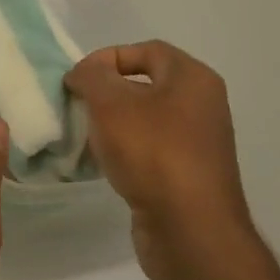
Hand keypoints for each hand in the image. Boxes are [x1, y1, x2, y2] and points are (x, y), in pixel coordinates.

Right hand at [65, 41, 257, 279]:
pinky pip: (150, 148)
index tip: (77, 80)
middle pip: (145, 83)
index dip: (107, 58)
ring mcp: (198, 142)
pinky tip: (105, 164)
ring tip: (86, 136)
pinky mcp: (188, 174)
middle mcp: (202, 105)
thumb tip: (84, 73)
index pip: (146, 49)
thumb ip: (91, 76)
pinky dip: (125, 150)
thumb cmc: (152, 153)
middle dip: (107, 92)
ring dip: (113, 123)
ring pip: (145, 118)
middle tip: (78, 106)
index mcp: (193, 78)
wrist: (190, 231)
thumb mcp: (110, 103)